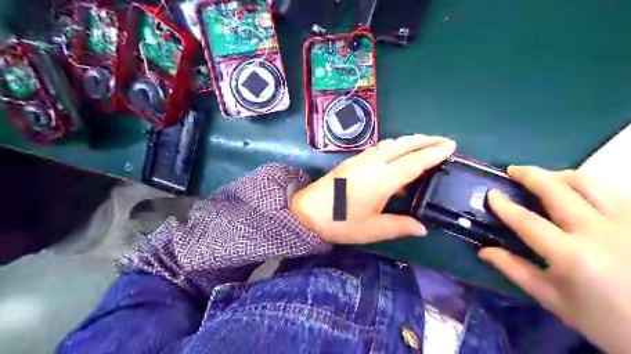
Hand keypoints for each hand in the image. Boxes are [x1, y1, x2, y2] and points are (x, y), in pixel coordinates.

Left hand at [288, 134, 456, 243]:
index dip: (434, 153)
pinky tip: (398, 156)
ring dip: (410, 141)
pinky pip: (380, 148)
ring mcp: (361, 159)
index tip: (451, 146)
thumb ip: (399, 226)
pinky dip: (395, 147)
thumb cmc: (340, 222)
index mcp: (381, 180)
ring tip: (425, 145)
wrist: (306, 212)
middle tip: (444, 141)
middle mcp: (373, 163)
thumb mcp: (372, 229)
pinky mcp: (353, 161)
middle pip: (404, 145)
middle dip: (425, 140)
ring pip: (391, 143)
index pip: (414, 162)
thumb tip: (422, 228)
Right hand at [478, 166, 630, 352]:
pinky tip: (577, 193)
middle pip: (558, 190)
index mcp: (572, 256)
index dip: (504, 205)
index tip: (491, 194)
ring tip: (544, 177)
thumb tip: (484, 251)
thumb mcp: (553, 300)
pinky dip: (587, 185)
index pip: (527, 221)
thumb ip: (515, 270)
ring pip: (589, 182)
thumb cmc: (606, 321)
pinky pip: (611, 191)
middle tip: (513, 170)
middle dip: (530, 175)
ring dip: (559, 175)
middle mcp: (600, 231)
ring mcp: (627, 222)